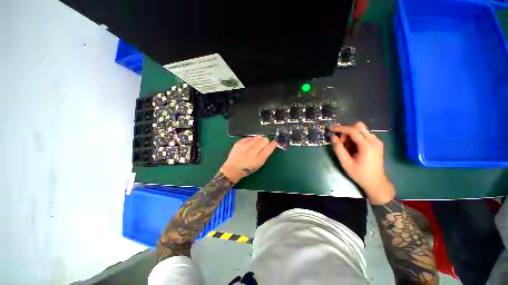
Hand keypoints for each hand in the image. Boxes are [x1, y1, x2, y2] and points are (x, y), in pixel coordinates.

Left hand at [220, 136, 277, 183]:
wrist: (233, 168)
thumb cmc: (248, 167)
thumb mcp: (260, 163)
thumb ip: (267, 152)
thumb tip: (274, 143)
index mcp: (258, 156)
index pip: (268, 144)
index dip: (271, 144)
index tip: (271, 145)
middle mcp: (251, 149)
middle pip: (263, 138)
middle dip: (264, 142)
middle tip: (261, 148)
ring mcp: (244, 144)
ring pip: (256, 137)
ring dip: (258, 140)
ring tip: (254, 147)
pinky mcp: (239, 142)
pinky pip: (249, 137)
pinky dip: (251, 140)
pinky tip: (248, 146)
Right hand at [329, 122, 394, 204]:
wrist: (376, 182)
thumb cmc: (359, 174)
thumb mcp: (345, 163)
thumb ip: (338, 149)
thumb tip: (333, 137)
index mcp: (367, 146)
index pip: (352, 130)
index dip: (340, 128)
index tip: (330, 129)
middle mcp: (374, 140)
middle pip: (358, 126)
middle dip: (347, 130)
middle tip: (341, 141)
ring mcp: (377, 141)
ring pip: (361, 129)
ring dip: (351, 134)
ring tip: (347, 146)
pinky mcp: (377, 143)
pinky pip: (364, 134)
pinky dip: (356, 137)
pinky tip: (353, 147)